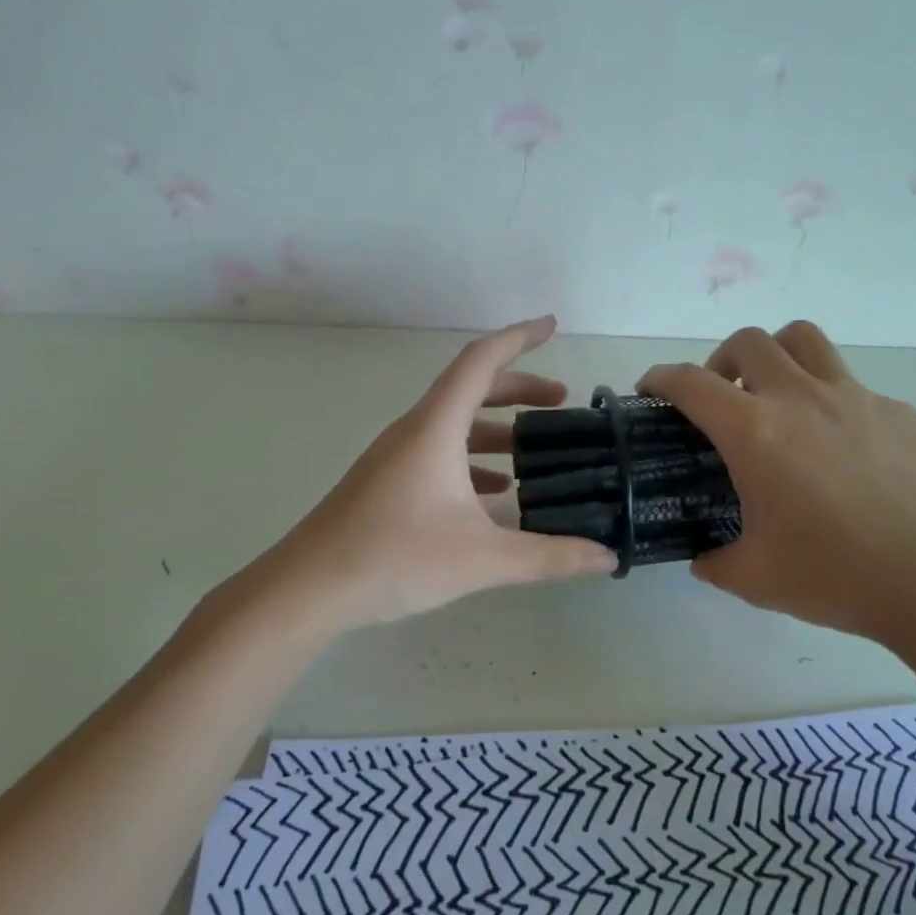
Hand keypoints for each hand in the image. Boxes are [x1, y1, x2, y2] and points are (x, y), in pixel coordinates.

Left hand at [267, 316, 616, 628]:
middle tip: (561, 402)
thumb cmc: (394, 558)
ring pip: (455, 425)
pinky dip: (472, 460)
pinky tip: (494, 496)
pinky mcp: (387, 482)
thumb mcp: (482, 558)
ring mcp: (396, 457)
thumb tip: (606, 557)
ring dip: (496, 429)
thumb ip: (549, 557)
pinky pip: (439, 453)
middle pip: (471, 390)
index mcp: (436, 428)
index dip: (519, 338)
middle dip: (519, 389)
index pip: (481, 361)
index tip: (552, 326)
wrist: (308, 589)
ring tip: (534, 454)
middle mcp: (414, 431)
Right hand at [638, 322, 915, 650]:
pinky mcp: (900, 412)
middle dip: (719, 361)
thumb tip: (704, 556)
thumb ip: (714, 560)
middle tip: (720, 400)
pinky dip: (829, 399)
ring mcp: (857, 398)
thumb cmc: (838, 577)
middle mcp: (802, 399)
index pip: (691, 383)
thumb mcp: (754, 579)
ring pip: (804, 340)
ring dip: (776, 356)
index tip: (651, 389)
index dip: (661, 378)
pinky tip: (841, 450)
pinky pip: (852, 385)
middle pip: (749, 342)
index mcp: (756, 432)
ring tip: (775, 397)